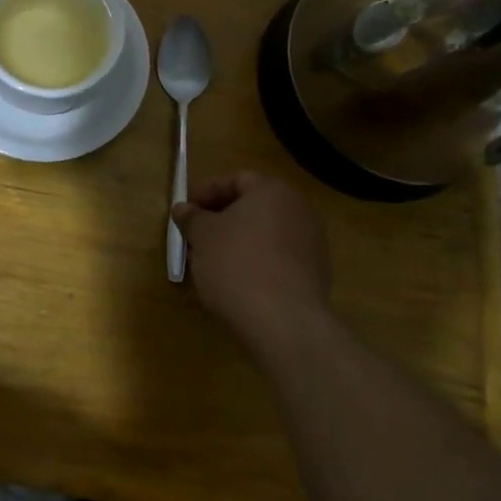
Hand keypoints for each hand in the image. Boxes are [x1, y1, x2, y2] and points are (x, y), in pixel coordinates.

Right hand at [174, 171, 330, 347]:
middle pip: (255, 205)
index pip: (236, 179)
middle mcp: (298, 209)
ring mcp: (313, 241)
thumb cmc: (237, 265)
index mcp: (272, 191)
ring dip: (241, 240)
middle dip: (224, 217)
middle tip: (198, 234)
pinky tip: (240, 280)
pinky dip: (259, 260)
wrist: (284, 321)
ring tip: (215, 260)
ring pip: (268, 232)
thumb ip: (192, 218)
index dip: (207, 192)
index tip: (187, 212)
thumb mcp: (203, 237)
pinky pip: (280, 256)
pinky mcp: (317, 272)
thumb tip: (183, 208)